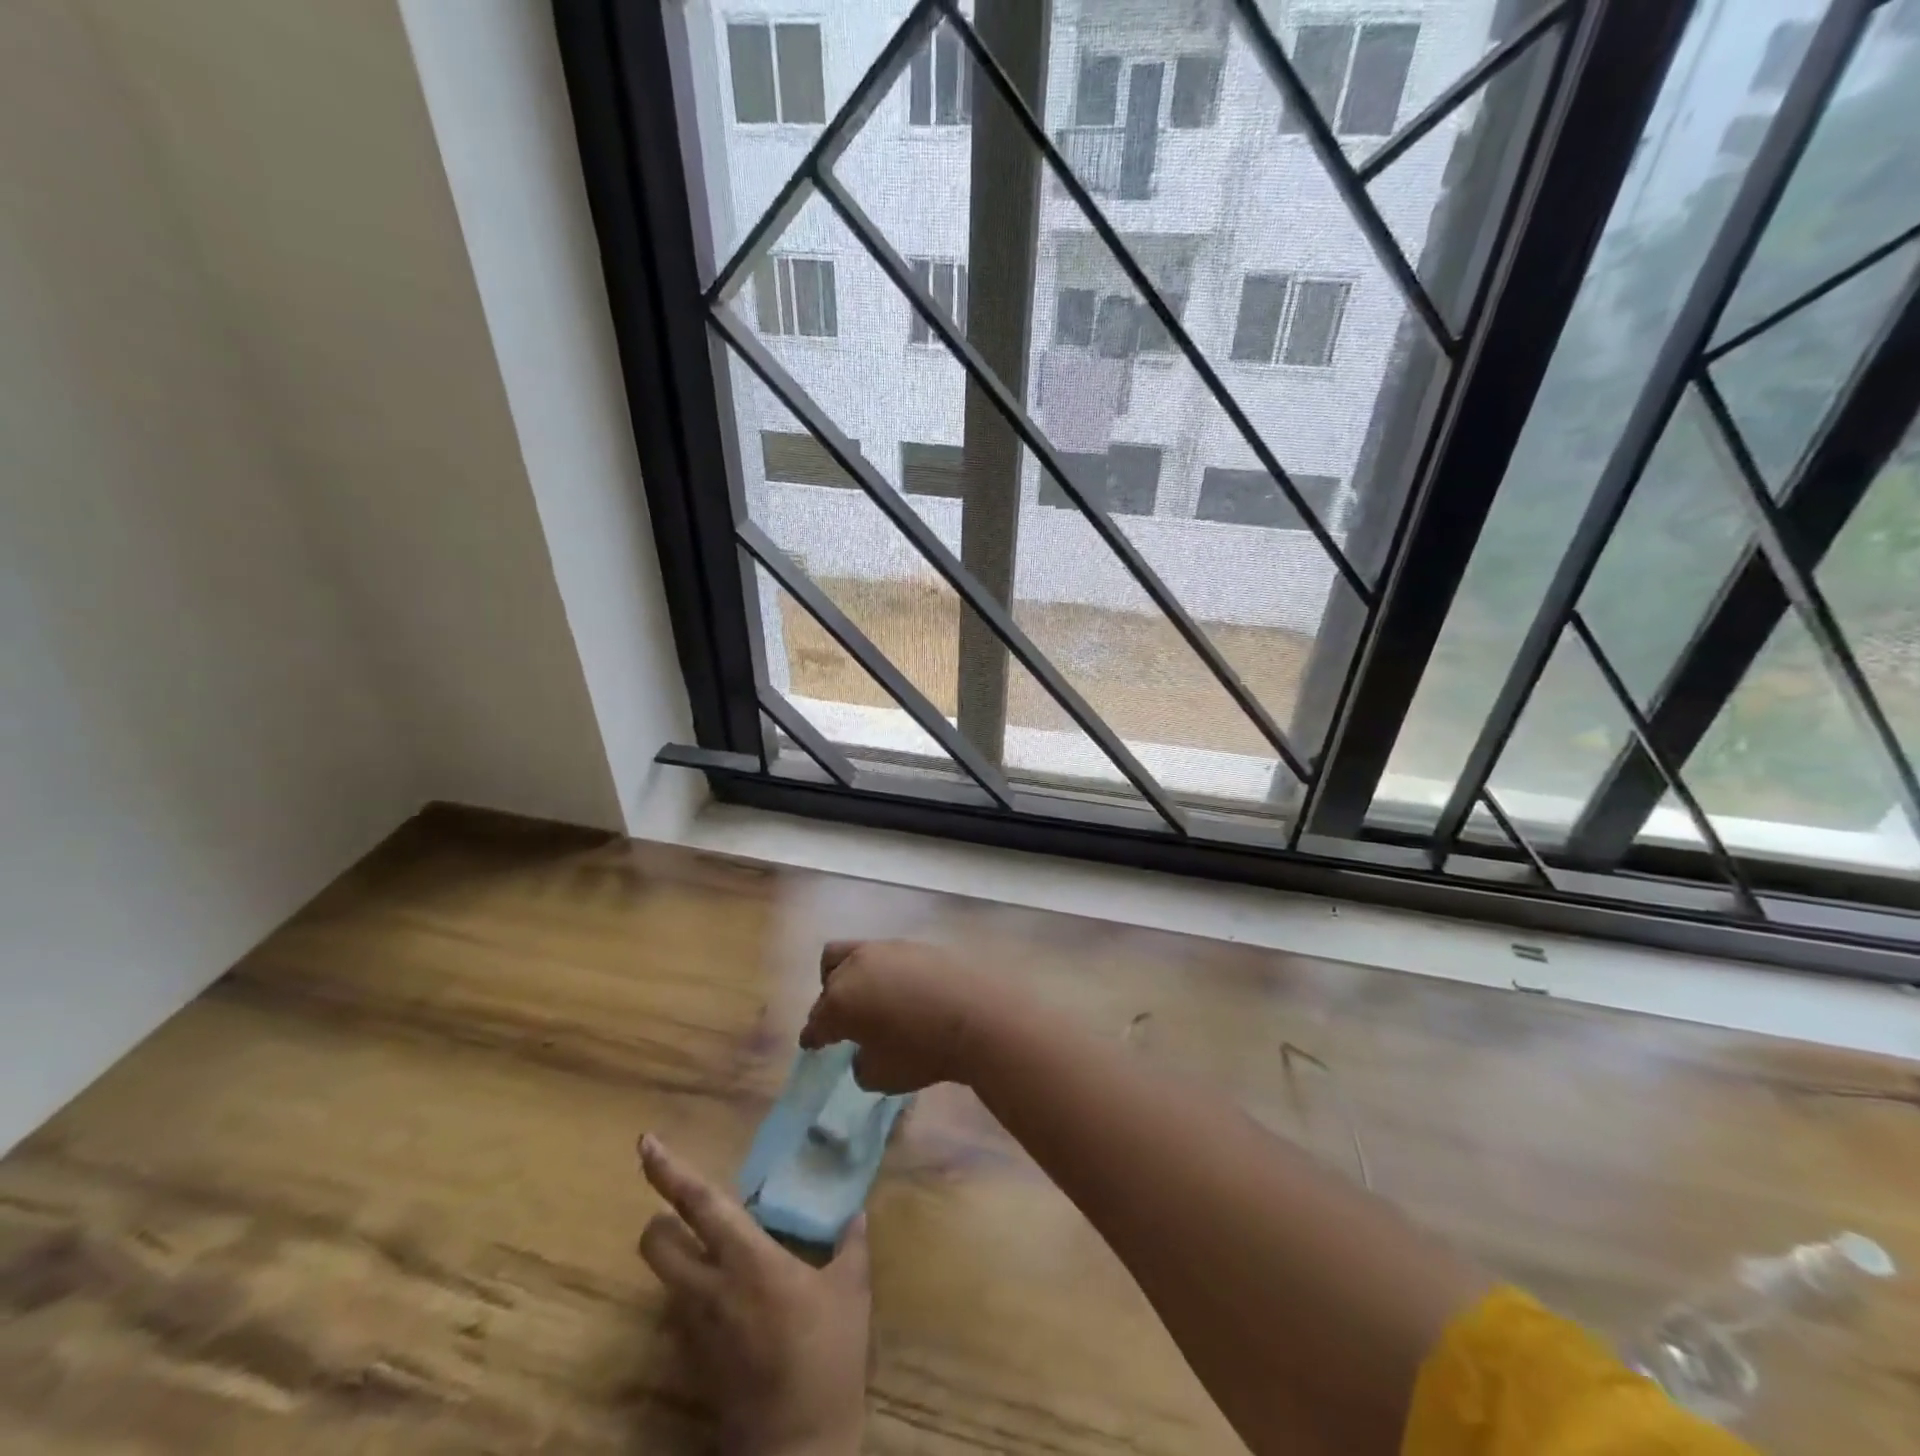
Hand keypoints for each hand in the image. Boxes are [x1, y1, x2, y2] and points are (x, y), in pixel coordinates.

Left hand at [637, 1134, 868, 1455]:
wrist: (798, 1447)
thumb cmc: (827, 1356)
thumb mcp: (851, 1292)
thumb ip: (851, 1245)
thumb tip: (857, 1214)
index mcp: (748, 1259)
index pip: (698, 1204)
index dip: (669, 1171)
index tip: (646, 1143)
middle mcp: (710, 1286)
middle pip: (656, 1242)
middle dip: (660, 1220)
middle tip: (686, 1212)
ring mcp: (695, 1327)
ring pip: (665, 1277)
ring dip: (677, 1257)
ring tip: (716, 1252)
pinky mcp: (693, 1360)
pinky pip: (681, 1310)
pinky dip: (694, 1292)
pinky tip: (731, 1298)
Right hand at [799, 940, 1023, 1093]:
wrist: (978, 1015)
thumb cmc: (923, 1052)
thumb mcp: (882, 1076)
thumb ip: (861, 1064)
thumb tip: (864, 1051)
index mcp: (840, 1000)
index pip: (816, 1021)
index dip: (813, 1036)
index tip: (812, 1045)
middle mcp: (857, 966)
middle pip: (829, 979)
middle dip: (828, 1001)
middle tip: (839, 1022)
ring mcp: (888, 950)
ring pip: (853, 955)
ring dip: (852, 977)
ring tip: (866, 999)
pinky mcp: (916, 944)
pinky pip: (887, 956)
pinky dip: (883, 973)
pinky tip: (898, 991)